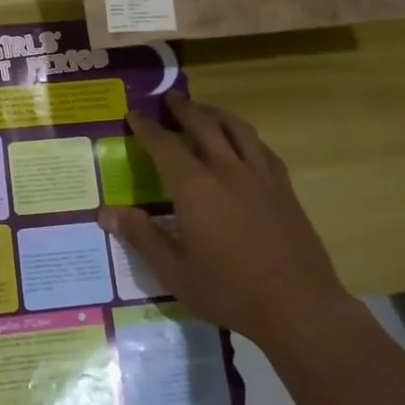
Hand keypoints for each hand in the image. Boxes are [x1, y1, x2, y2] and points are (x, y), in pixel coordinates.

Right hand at [97, 93, 355, 346]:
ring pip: (238, 129)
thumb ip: (142, 236)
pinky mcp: (285, 189)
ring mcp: (261, 177)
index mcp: (195, 188)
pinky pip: (262, 148)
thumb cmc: (228, 291)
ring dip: (217, 114)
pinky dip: (245, 136)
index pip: (164, 145)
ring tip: (205, 110)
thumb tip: (107, 212)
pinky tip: (244, 144)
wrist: (298, 305)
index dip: (146, 128)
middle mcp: (228, 171)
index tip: (133, 113)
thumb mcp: (174, 271)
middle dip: (184, 109)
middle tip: (170, 98)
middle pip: (204, 125)